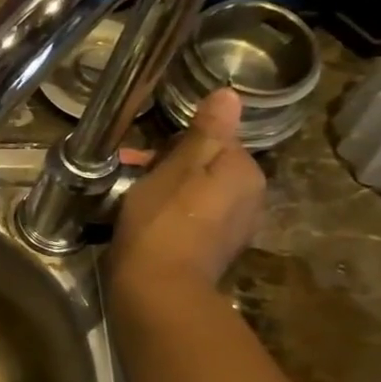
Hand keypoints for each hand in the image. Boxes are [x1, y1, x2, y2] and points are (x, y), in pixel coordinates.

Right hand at [110, 87, 263, 291]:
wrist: (158, 288)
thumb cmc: (163, 220)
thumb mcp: (178, 167)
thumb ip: (206, 131)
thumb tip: (230, 94)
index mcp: (245, 173)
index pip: (213, 139)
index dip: (173, 142)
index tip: (140, 154)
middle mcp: (251, 198)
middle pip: (207, 166)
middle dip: (168, 164)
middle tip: (130, 173)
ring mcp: (234, 228)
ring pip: (199, 192)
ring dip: (168, 188)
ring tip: (131, 197)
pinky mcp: (215, 251)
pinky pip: (194, 218)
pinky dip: (172, 213)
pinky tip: (146, 221)